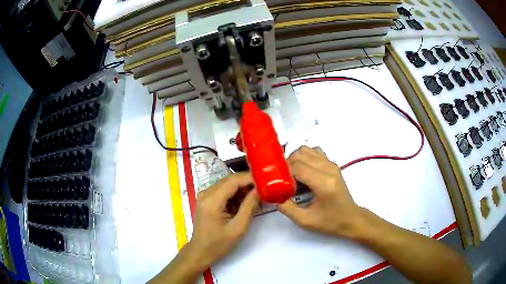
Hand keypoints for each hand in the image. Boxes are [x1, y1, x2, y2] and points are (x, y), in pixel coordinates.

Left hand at [188, 172, 258, 268]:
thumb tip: (259, 190)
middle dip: (248, 183)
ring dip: (242, 189)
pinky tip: (245, 203)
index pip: (233, 180)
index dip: (250, 178)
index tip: (266, 181)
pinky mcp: (206, 200)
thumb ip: (249, 207)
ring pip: (227, 184)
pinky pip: (223, 191)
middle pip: (230, 180)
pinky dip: (235, 195)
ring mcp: (205, 196)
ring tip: (257, 197)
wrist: (201, 252)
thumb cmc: (219, 244)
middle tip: (264, 190)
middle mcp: (206, 193)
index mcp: (212, 200)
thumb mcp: (238, 228)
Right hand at [278, 146, 364, 238]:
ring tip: (292, 174)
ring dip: (296, 159)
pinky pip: (315, 152)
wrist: (351, 219)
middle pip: (300, 154)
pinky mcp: (333, 164)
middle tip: (283, 179)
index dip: (283, 171)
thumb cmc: (330, 222)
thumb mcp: (305, 221)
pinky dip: (305, 157)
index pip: (297, 166)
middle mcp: (329, 169)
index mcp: (323, 183)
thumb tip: (273, 195)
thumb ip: (287, 208)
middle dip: (287, 164)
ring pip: (307, 150)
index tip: (277, 181)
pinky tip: (304, 171)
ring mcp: (332, 164)